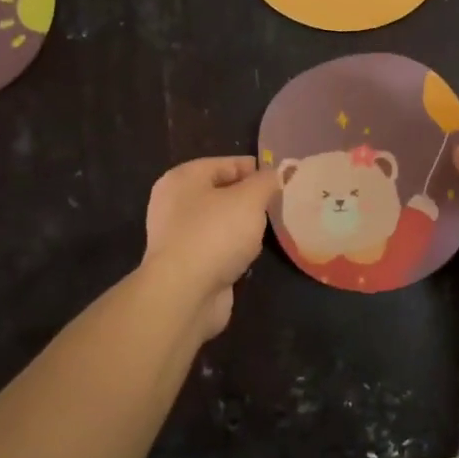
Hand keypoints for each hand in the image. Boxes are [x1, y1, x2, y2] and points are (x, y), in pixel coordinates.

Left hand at [142, 156, 277, 338]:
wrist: (185, 293)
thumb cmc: (215, 234)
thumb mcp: (250, 199)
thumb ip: (266, 182)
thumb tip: (276, 174)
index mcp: (183, 178)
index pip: (226, 164)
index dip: (256, 169)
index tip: (283, 180)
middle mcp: (175, 204)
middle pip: (222, 192)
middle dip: (250, 198)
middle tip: (280, 204)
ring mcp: (178, 236)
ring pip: (220, 222)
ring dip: (243, 226)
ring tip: (271, 229)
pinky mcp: (186, 265)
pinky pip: (217, 247)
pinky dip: (233, 250)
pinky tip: (251, 255)